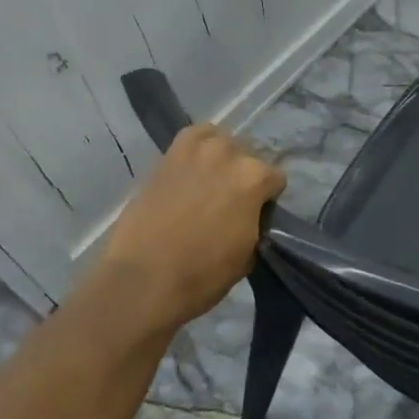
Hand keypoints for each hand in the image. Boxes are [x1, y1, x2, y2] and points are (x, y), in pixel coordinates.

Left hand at [85, 124, 284, 339]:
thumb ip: (255, 222)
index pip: (274, 179)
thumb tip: (250, 216)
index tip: (256, 216)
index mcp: (254, 179)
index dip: (267, 199)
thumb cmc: (203, 275)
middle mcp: (229, 155)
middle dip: (244, 177)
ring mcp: (196, 151)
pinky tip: (193, 167)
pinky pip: (191, 138)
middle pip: (248, 157)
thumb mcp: (248, 254)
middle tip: (230, 202)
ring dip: (221, 159)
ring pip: (220, 142)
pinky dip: (196, 148)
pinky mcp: (167, 157)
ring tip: (210, 183)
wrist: (143, 280)